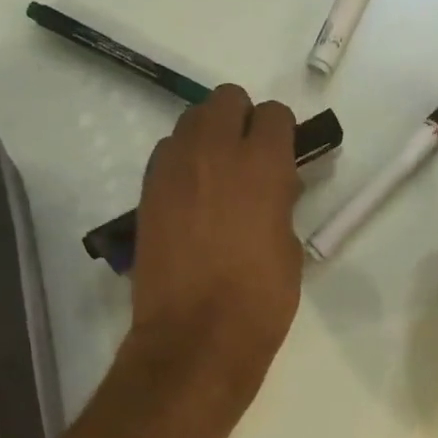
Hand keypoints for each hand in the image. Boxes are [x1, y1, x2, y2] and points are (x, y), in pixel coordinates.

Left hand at [128, 85, 303, 420]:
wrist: (196, 337)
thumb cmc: (259, 300)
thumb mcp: (290, 248)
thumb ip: (281, 204)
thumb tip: (274, 189)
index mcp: (261, 165)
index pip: (274, 115)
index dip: (282, 133)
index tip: (285, 158)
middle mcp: (214, 152)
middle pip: (226, 100)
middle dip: (242, 120)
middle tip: (251, 159)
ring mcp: (173, 169)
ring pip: (191, 121)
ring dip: (210, 136)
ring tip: (219, 178)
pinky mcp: (148, 192)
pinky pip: (167, 154)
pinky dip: (183, 162)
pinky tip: (193, 198)